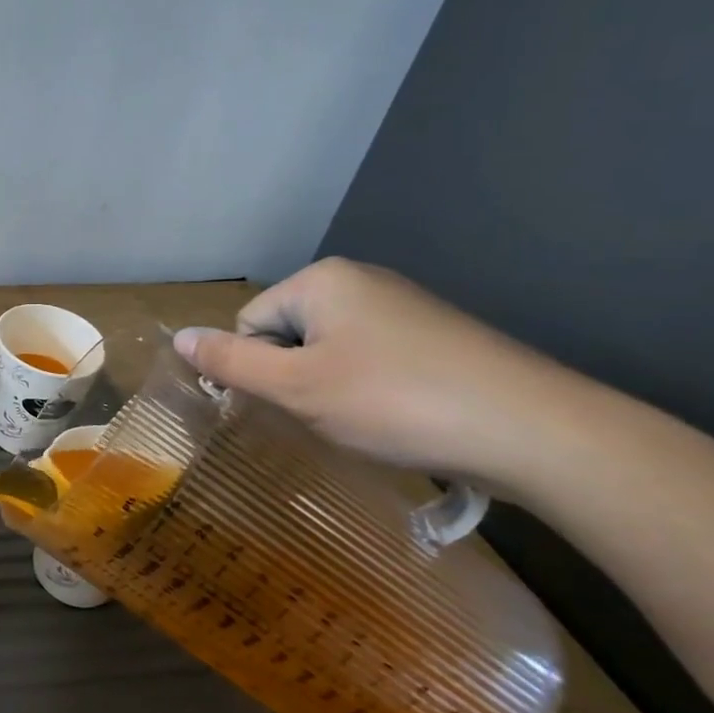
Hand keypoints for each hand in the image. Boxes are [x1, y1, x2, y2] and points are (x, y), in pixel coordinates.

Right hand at [173, 257, 566, 480]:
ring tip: (366, 423)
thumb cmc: (395, 402)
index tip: (291, 407)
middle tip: (328, 417)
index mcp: (321, 280)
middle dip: (295, 379)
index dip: (258, 371)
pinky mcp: (438, 336)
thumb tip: (175, 337)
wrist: (537, 432)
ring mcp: (404, 306)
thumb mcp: (296, 387)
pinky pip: (373, 359)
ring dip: (330, 389)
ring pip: (330, 351)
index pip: (250, 324)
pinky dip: (371, 391)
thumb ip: (229, 362)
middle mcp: (361, 280)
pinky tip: (399, 419)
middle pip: (289, 334)